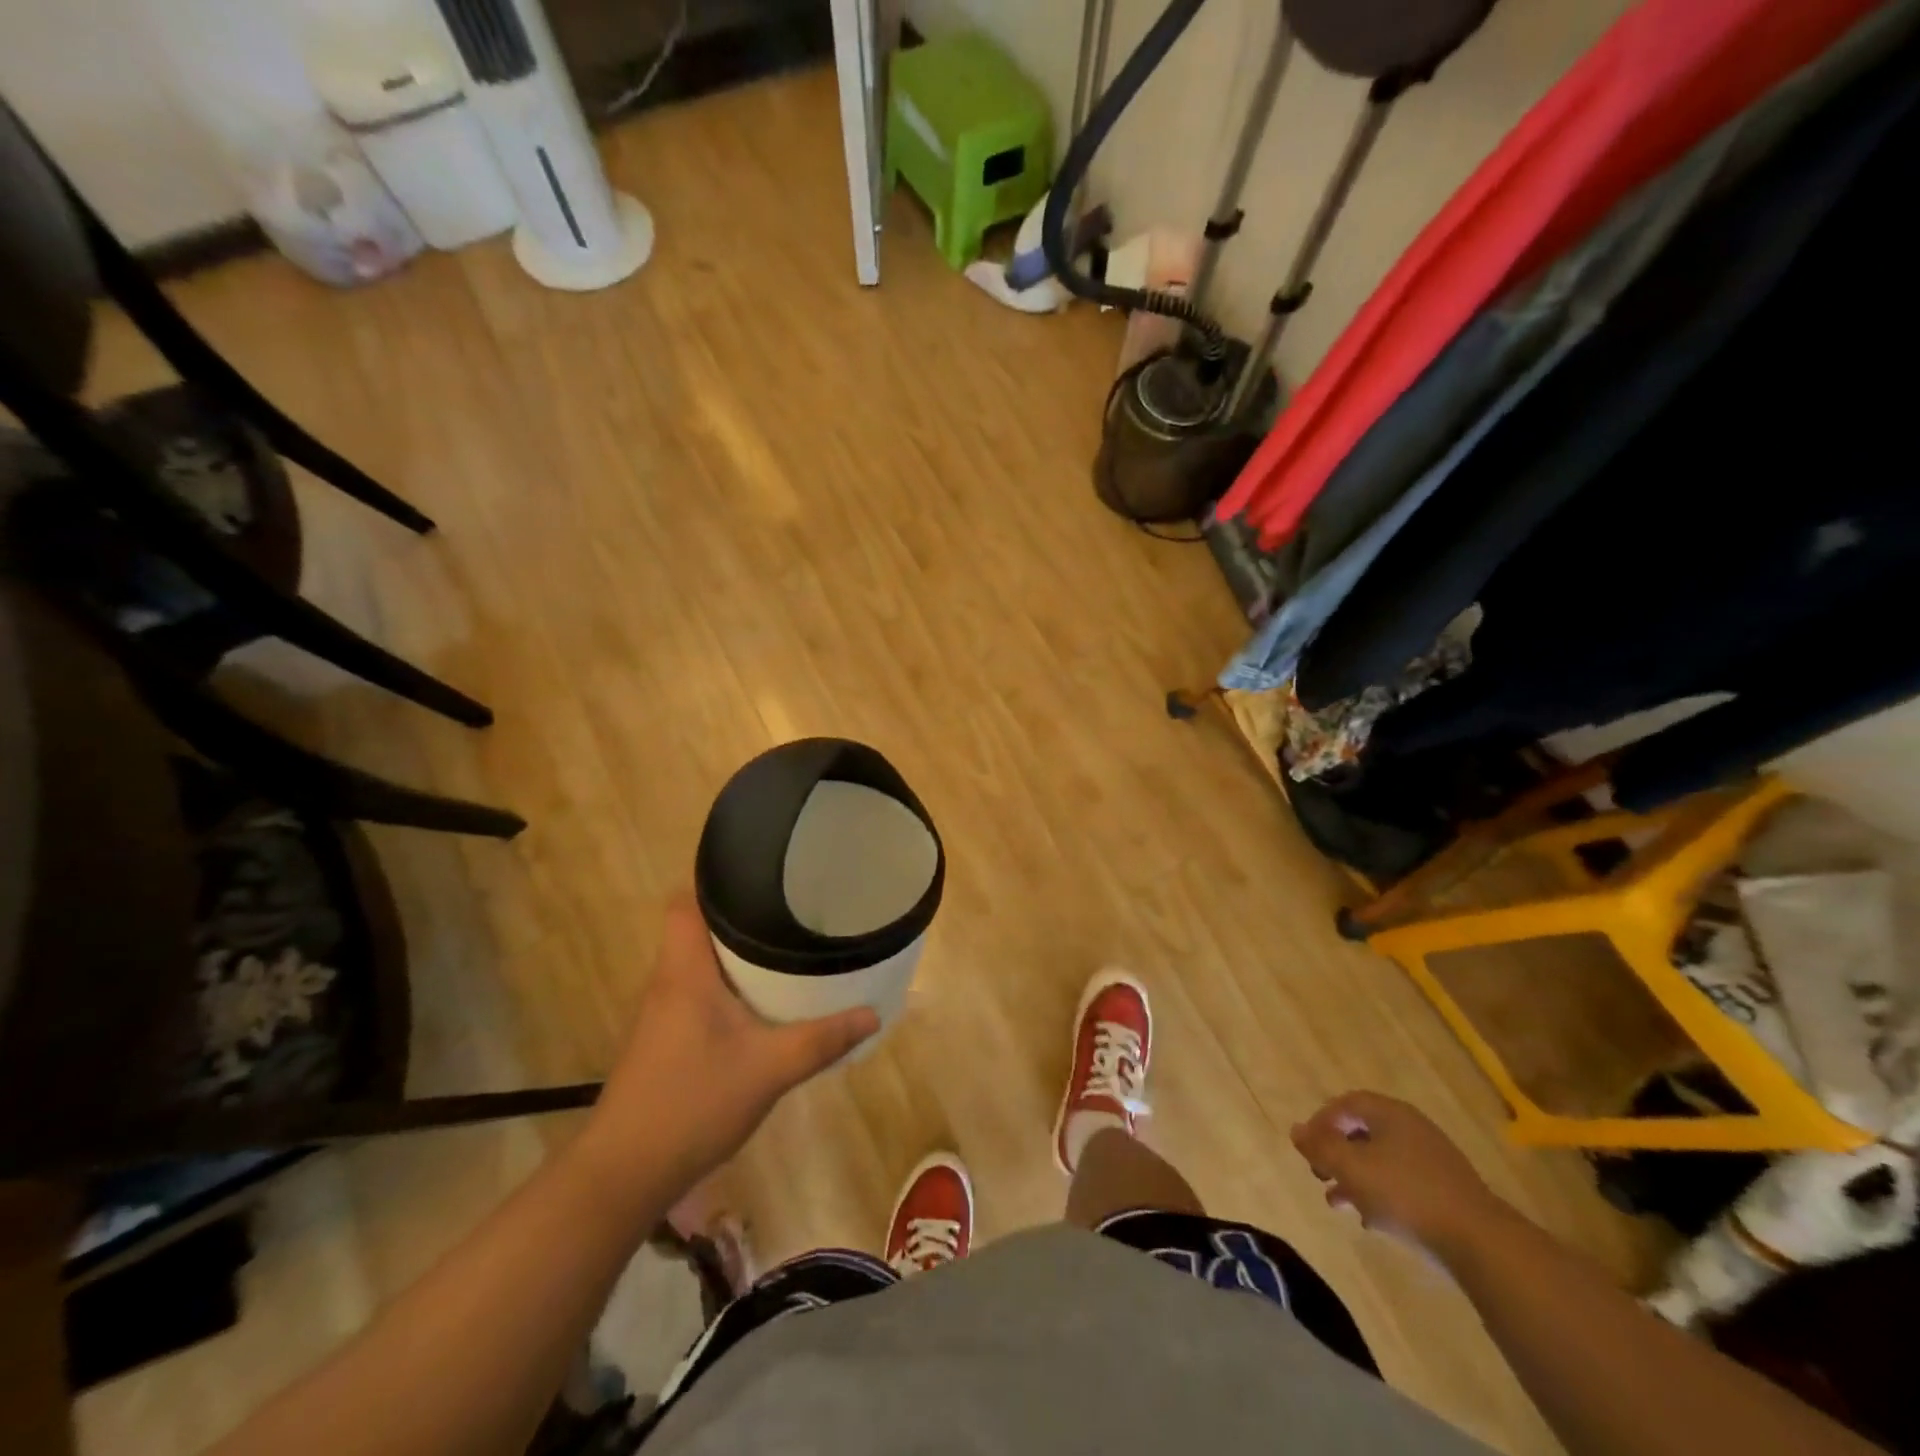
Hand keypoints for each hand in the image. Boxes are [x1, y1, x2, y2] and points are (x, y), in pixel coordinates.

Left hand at [581, 892, 878, 1194]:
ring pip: (697, 962)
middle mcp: (667, 982)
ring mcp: (661, 1013)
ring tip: (783, 947)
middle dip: (740, 916)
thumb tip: (873, 1013)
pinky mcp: (663, 1040)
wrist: (624, 1173)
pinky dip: (726, 986)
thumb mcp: (770, 1069)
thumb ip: (822, 1039)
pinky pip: (697, 992)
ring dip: (733, 954)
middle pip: (696, 928)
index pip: (685, 901)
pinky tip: (759, 1004)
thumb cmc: (693, 1103)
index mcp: (684, 971)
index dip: (716, 881)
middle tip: (789, 911)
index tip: (760, 876)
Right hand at [1290, 1091, 1512, 1261]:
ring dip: (1354, 1178)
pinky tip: (1371, 1221)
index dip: (1321, 1122)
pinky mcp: (1446, 1192)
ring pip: (1380, 1161)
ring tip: (1337, 1203)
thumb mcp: (1351, 1168)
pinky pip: (1402, 1183)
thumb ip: (1320, 1147)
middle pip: (1362, 1132)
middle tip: (1319, 1175)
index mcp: (1390, 1114)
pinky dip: (1380, 1195)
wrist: (1481, 1243)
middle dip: (1336, 1154)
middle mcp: (1412, 1129)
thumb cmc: (1407, 1194)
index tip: (1308, 1149)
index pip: (1346, 1104)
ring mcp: (1433, 1161)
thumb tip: (1296, 1131)